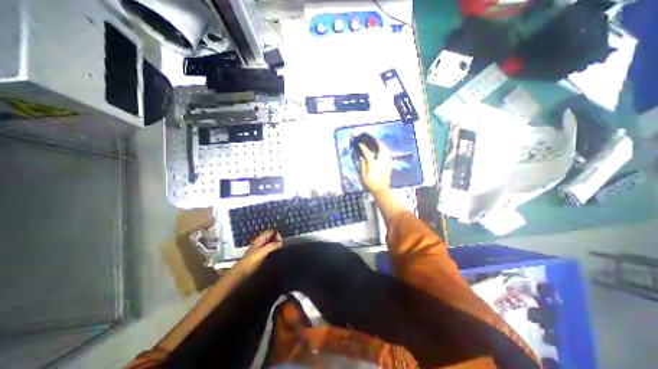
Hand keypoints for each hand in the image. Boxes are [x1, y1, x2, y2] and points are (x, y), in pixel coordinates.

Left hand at [231, 229, 282, 277]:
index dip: (277, 234)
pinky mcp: (259, 258)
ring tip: (280, 253)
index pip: (270, 231)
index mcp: (259, 240)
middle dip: (277, 241)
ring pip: (270, 245)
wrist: (239, 275)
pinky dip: (272, 252)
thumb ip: (271, 246)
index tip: (281, 242)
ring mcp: (259, 250)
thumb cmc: (250, 262)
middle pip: (270, 238)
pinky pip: (268, 252)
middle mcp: (259, 243)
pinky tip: (275, 258)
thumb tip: (281, 243)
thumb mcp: (262, 252)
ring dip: (275, 247)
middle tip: (281, 248)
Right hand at [357, 140, 391, 192]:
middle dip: (378, 143)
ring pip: (386, 151)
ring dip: (383, 146)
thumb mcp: (363, 175)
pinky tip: (384, 151)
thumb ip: (363, 165)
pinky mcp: (389, 165)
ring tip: (380, 143)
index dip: (363, 148)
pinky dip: (386, 151)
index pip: (367, 153)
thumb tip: (361, 157)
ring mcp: (386, 163)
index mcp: (373, 164)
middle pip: (381, 149)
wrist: (381, 189)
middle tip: (375, 140)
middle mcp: (381, 161)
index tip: (360, 144)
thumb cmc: (371, 183)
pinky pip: (388, 155)